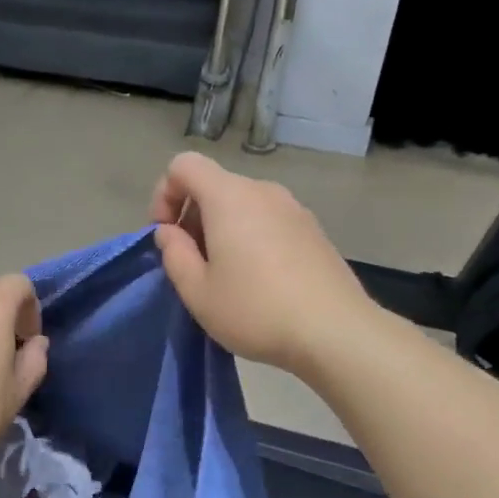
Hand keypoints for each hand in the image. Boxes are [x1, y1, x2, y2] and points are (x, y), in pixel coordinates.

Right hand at [150, 152, 371, 374]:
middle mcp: (263, 191)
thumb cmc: (255, 310)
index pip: (184, 165)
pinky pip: (268, 221)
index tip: (166, 237)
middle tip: (192, 266)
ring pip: (242, 205)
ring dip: (222, 230)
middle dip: (192, 218)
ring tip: (225, 277)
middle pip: (214, 186)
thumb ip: (174, 255)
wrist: (335, 331)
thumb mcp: (197, 292)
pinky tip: (259, 281)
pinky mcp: (314, 230)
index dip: (163, 195)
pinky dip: (250, 238)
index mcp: (229, 197)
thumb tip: (169, 233)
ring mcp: (294, 209)